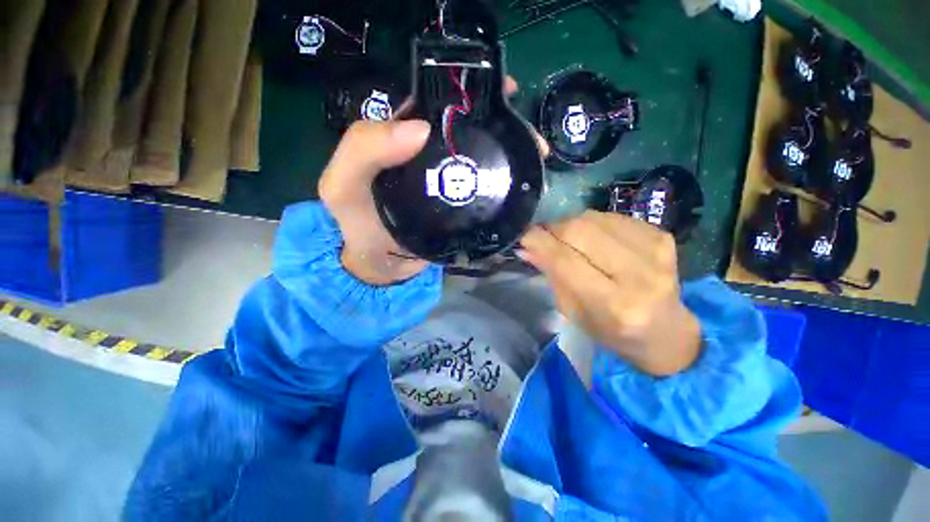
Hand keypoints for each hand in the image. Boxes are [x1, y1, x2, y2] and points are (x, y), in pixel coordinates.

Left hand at [319, 77, 541, 285]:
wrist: (381, 268)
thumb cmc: (357, 226)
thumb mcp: (342, 185)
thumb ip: (363, 150)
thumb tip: (421, 127)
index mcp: (404, 138)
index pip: (439, 103)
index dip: (469, 90)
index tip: (504, 90)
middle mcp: (431, 155)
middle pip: (470, 130)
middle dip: (501, 124)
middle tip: (528, 132)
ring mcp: (451, 182)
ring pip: (484, 158)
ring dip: (510, 154)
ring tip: (535, 155)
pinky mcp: (463, 206)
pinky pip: (487, 189)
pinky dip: (506, 185)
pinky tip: (524, 184)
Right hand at [519, 211, 700, 375]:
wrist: (667, 332)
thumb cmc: (612, 330)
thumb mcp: (573, 312)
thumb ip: (551, 275)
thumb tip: (526, 247)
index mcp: (614, 304)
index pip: (565, 260)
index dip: (539, 242)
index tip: (523, 235)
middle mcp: (639, 275)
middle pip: (580, 230)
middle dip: (553, 229)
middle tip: (543, 236)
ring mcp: (656, 251)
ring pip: (594, 218)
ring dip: (571, 225)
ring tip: (568, 240)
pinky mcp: (662, 235)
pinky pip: (611, 216)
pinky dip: (593, 224)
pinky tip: (594, 239)